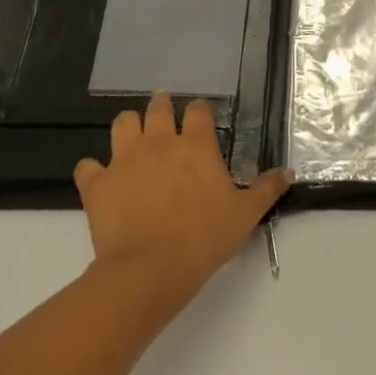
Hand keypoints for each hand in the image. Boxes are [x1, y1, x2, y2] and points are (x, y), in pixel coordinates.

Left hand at [74, 93, 290, 303]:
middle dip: (162, 105)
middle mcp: (159, 142)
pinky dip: (94, 169)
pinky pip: (88, 165)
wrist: (150, 269)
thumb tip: (287, 172)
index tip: (201, 116)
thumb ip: (267, 189)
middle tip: (164, 110)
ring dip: (129, 126)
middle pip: (157, 108)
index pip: (198, 111)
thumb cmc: (204, 238)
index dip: (200, 110)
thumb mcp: (246, 214)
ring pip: (122, 124)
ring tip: (134, 135)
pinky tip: (101, 178)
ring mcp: (124, 160)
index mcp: (196, 146)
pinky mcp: (97, 183)